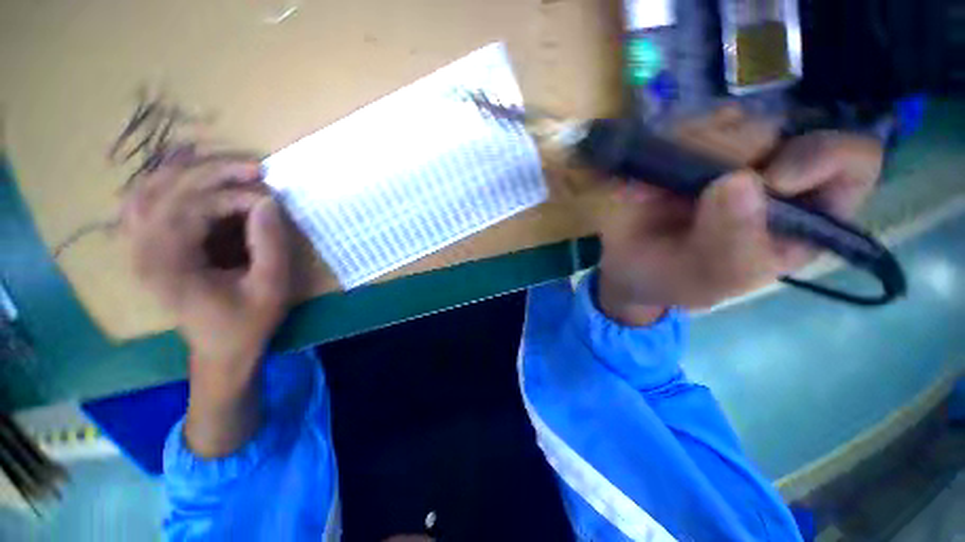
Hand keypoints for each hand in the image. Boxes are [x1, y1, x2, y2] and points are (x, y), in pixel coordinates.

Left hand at [121, 155, 291, 369]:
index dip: (236, 196)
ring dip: (186, 172)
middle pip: (166, 188)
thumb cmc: (249, 321)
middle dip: (214, 172)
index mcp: (170, 264)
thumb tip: (268, 202)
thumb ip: (269, 244)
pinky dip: (165, 185)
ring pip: (147, 188)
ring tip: (227, 171)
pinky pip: (143, 203)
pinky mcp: (145, 249)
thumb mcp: (270, 286)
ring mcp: (138, 248)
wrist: (221, 350)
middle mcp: (143, 250)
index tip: (271, 201)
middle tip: (255, 170)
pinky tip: (191, 183)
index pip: (194, 206)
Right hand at [597, 130, 882, 323]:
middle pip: (775, 129)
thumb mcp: (711, 279)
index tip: (773, 180)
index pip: (852, 159)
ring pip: (723, 120)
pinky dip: (651, 154)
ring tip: (647, 196)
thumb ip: (732, 244)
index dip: (821, 157)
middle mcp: (772, 173)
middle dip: (728, 159)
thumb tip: (740, 181)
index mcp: (805, 212)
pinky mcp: (684, 148)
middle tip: (683, 194)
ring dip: (681, 156)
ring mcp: (726, 155)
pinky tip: (634, 188)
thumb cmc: (677, 280)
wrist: (628, 269)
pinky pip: (678, 127)